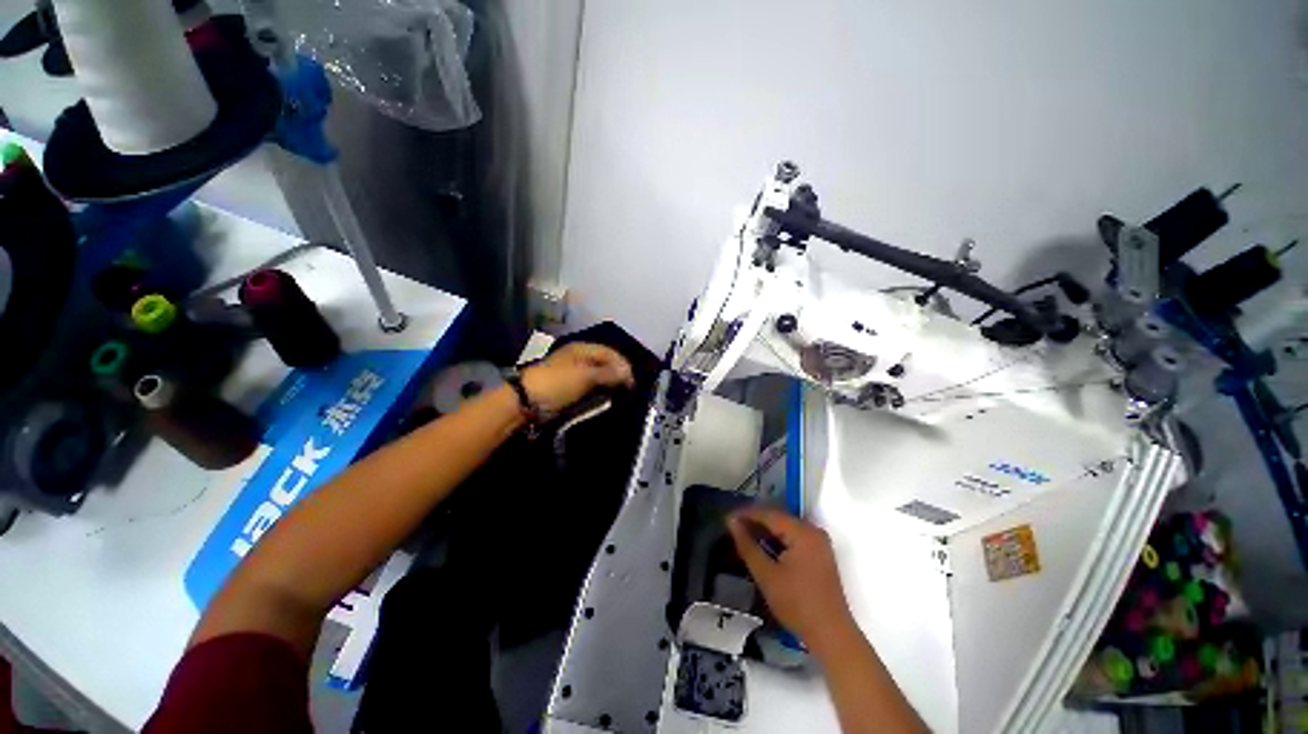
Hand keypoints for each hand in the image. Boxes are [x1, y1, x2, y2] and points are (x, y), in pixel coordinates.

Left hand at [520, 342, 634, 413]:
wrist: (526, 401)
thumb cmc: (557, 383)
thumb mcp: (585, 376)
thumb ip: (608, 373)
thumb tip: (627, 373)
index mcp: (582, 349)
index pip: (610, 353)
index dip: (623, 365)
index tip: (632, 381)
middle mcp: (580, 357)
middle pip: (605, 363)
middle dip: (617, 374)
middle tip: (628, 389)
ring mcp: (574, 372)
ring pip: (599, 375)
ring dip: (609, 384)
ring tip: (620, 395)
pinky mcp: (570, 387)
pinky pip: (590, 386)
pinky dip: (600, 391)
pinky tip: (606, 398)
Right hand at [727, 506, 856, 659]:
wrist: (832, 636)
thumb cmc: (797, 604)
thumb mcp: (766, 575)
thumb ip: (747, 545)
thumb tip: (732, 522)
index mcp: (803, 532)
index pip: (769, 514)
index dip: (746, 514)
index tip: (726, 518)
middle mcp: (813, 531)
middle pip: (778, 518)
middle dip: (754, 521)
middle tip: (732, 528)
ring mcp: (819, 542)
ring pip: (785, 528)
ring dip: (765, 531)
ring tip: (743, 536)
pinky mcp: (819, 554)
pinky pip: (793, 538)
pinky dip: (777, 540)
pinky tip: (763, 547)